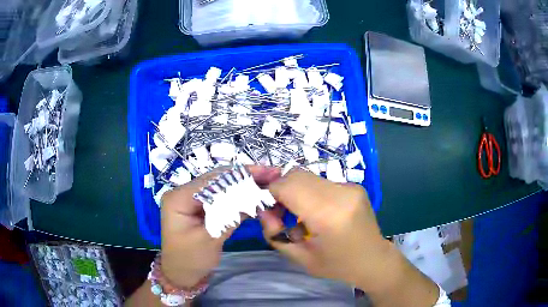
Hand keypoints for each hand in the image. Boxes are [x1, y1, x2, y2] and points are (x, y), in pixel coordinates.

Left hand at [160, 165, 280, 287]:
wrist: (182, 274)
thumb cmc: (191, 259)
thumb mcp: (210, 239)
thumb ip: (230, 215)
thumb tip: (256, 195)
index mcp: (179, 198)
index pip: (212, 181)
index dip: (240, 175)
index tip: (267, 173)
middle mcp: (183, 192)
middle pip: (217, 179)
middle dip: (245, 176)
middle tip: (272, 173)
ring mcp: (191, 198)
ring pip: (220, 186)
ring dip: (243, 183)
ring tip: (268, 179)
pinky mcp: (199, 206)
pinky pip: (220, 196)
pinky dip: (238, 195)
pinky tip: (254, 192)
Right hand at [260, 169, 395, 290]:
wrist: (374, 260)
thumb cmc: (338, 265)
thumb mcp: (300, 257)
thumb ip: (275, 234)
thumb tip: (263, 210)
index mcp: (328, 215)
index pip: (287, 186)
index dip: (270, 191)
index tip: (265, 206)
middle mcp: (341, 194)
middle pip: (296, 175)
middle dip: (280, 189)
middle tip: (277, 210)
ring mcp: (350, 187)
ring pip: (308, 176)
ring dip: (295, 190)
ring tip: (297, 213)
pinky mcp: (354, 186)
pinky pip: (321, 182)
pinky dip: (310, 192)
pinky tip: (316, 211)